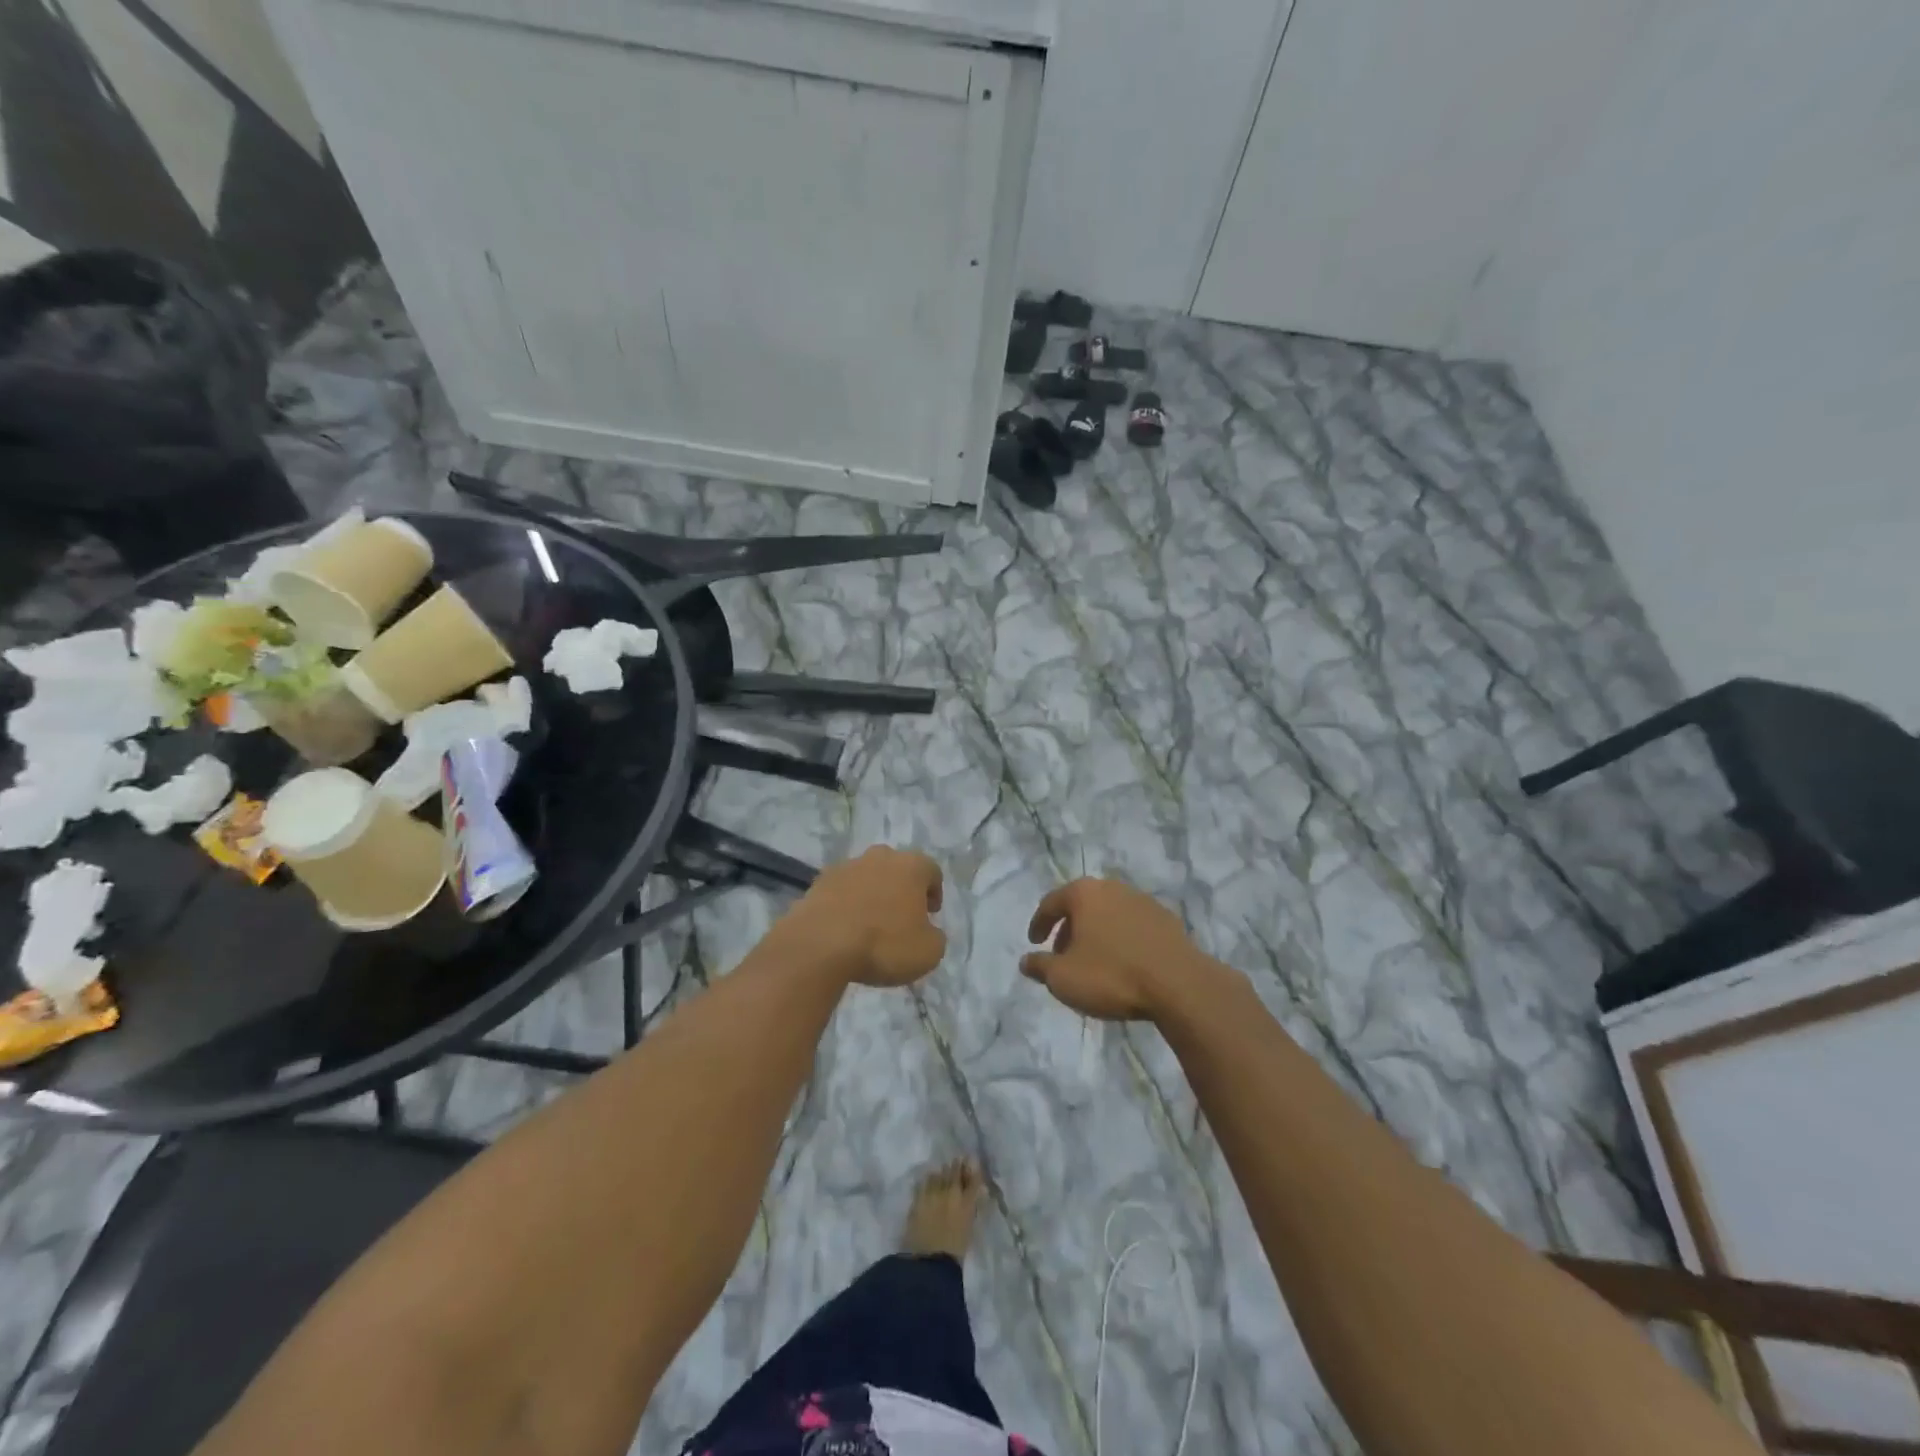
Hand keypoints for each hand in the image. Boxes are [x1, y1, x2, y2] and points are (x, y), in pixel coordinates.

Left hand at [782, 846, 945, 986]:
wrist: (820, 945)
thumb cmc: (884, 944)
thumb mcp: (928, 952)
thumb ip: (935, 936)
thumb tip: (927, 931)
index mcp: (911, 866)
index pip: (932, 871)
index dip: (934, 893)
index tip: (930, 914)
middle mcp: (880, 857)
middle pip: (897, 868)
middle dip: (902, 889)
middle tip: (901, 917)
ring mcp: (846, 866)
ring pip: (867, 877)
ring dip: (872, 895)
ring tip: (870, 926)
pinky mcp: (819, 882)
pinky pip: (842, 891)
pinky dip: (847, 904)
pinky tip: (845, 929)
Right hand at [1020, 878, 1203, 1020]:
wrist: (1179, 984)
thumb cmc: (1111, 976)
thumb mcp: (1063, 978)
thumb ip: (1040, 967)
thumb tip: (1026, 961)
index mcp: (1084, 893)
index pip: (1050, 903)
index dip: (1038, 924)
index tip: (1034, 944)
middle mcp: (1112, 888)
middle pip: (1081, 905)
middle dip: (1068, 929)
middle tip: (1062, 955)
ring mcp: (1142, 901)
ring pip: (1108, 914)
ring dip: (1095, 933)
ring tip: (1093, 962)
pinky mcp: (1166, 919)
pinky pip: (1132, 925)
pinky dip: (1121, 939)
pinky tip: (1123, 963)